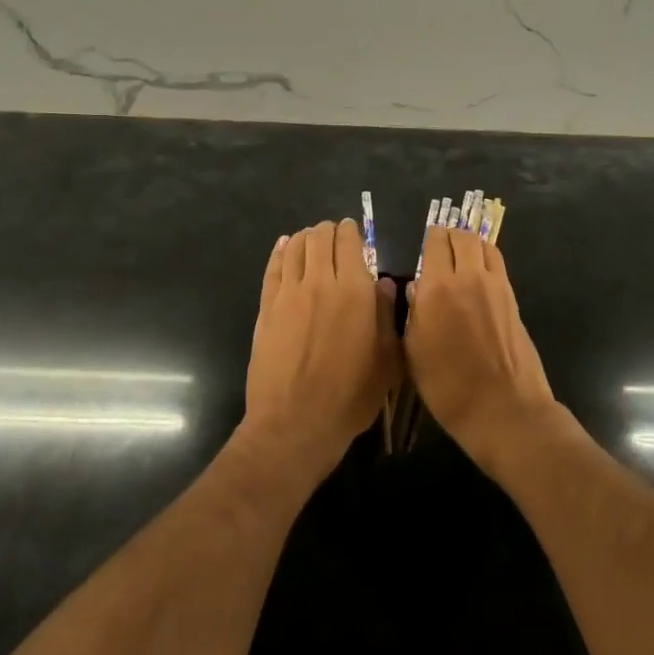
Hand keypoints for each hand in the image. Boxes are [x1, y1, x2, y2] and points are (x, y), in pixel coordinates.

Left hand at [242, 219, 398, 483]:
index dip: (352, 232)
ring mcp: (289, 293)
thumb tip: (383, 283)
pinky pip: (274, 267)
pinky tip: (285, 247)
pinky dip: (281, 251)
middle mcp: (321, 282)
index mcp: (355, 291)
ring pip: (296, 247)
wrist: (295, 423)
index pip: (351, 243)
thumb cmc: (350, 396)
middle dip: (329, 231)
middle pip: (321, 238)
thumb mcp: (386, 361)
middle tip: (334, 235)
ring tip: (312, 240)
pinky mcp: (266, 307)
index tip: (354, 231)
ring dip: (306, 238)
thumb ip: (386, 316)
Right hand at [404, 226, 558, 469]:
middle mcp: (468, 276)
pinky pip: (497, 262)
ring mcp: (495, 285)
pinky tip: (478, 272)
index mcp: (437, 288)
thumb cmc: (448, 387)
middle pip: (461, 236)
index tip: (423, 244)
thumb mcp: (414, 353)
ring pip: (483, 244)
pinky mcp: (512, 297)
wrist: (504, 408)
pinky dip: (486, 257)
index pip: (434, 242)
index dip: (428, 238)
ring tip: (460, 254)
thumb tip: (416, 287)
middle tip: (440, 245)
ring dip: (470, 243)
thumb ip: (413, 313)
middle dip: (449, 235)